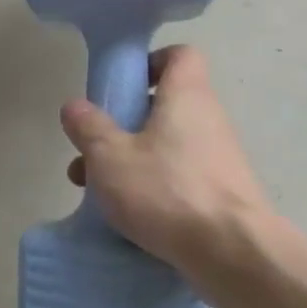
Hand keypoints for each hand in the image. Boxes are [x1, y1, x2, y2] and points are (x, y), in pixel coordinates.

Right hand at [59, 44, 272, 273]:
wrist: (232, 252)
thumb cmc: (166, 191)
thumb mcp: (109, 157)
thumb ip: (89, 127)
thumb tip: (75, 106)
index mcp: (186, 96)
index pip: (179, 55)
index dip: (149, 63)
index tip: (120, 87)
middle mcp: (208, 119)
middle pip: (164, 106)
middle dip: (122, 125)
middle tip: (91, 151)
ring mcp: (219, 158)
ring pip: (166, 146)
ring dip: (130, 161)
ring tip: (95, 191)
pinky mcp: (221, 193)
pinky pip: (179, 177)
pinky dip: (152, 187)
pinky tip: (127, 214)